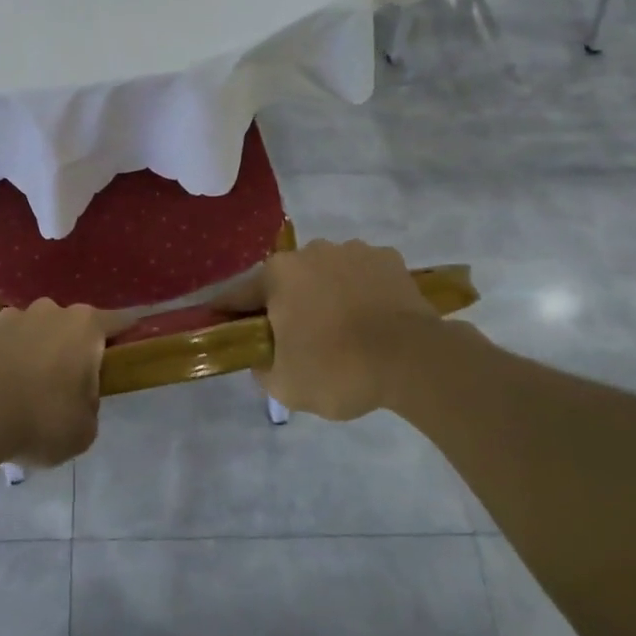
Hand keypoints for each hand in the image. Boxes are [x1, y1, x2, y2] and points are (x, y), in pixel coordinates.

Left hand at [0, 301, 113, 466]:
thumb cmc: (41, 419)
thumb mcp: (84, 430)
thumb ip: (90, 407)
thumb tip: (77, 399)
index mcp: (85, 326)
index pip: (119, 321)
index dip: (127, 334)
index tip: (130, 349)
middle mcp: (51, 310)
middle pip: (73, 326)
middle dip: (73, 350)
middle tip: (69, 387)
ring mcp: (12, 317)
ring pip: (36, 332)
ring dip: (37, 352)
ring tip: (27, 391)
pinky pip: (5, 344)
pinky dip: (7, 360)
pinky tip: (0, 390)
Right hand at [220, 239, 440, 420]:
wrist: (413, 359)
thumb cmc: (339, 369)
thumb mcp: (285, 386)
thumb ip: (262, 367)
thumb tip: (262, 356)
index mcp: (278, 275)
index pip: (240, 293)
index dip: (229, 311)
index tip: (222, 323)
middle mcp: (310, 251)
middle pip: (287, 280)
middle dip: (287, 304)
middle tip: (298, 338)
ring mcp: (352, 250)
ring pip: (327, 273)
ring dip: (327, 294)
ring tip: (345, 330)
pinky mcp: (388, 258)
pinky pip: (363, 274)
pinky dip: (362, 291)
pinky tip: (373, 319)